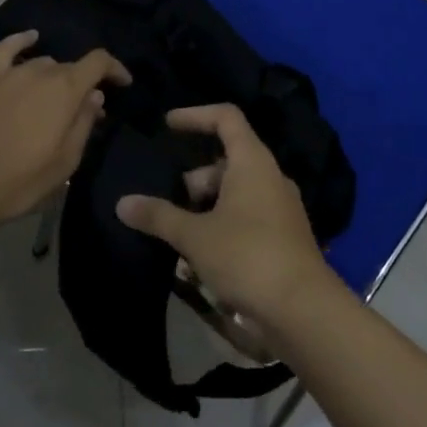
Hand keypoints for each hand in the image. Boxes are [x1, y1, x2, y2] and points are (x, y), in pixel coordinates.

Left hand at [0, 30, 129, 237]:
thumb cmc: (19, 181)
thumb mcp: (65, 162)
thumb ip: (83, 124)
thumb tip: (94, 97)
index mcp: (65, 90)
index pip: (99, 62)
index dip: (116, 69)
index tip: (124, 84)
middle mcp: (40, 72)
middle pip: (71, 67)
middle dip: (83, 84)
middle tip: (84, 111)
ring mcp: (10, 74)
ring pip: (43, 63)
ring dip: (56, 76)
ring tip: (57, 97)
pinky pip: (6, 49)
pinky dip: (21, 41)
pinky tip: (31, 38)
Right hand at [116, 103, 338, 328]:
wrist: (303, 311)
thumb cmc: (247, 257)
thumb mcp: (195, 236)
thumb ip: (159, 216)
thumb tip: (123, 203)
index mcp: (252, 161)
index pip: (225, 117)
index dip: (195, 115)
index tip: (168, 125)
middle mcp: (270, 177)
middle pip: (227, 161)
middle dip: (194, 179)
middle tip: (170, 204)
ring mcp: (280, 208)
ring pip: (235, 193)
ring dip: (206, 209)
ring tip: (180, 237)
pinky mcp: (283, 237)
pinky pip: (246, 218)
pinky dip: (222, 228)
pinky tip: (202, 259)